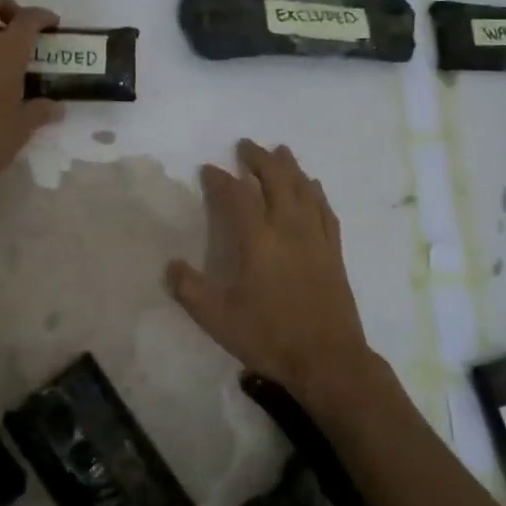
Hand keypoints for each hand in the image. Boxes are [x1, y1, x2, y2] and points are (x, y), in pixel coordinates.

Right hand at [167, 140, 377, 412]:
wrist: (328, 360)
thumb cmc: (269, 336)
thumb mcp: (217, 319)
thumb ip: (190, 289)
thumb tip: (171, 266)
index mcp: (258, 240)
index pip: (238, 195)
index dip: (221, 178)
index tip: (209, 169)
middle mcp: (288, 228)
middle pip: (276, 179)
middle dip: (260, 159)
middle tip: (246, 146)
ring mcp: (315, 238)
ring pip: (303, 189)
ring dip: (290, 166)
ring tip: (280, 151)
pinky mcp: (334, 252)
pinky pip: (325, 210)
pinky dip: (316, 192)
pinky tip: (313, 186)